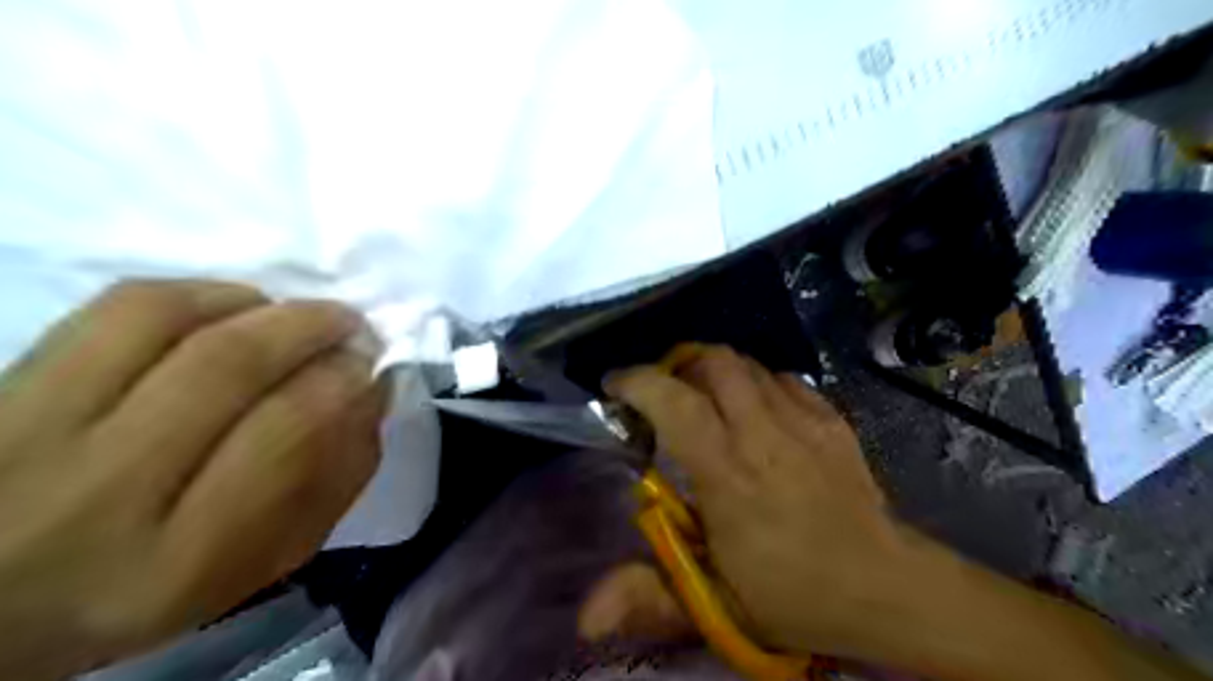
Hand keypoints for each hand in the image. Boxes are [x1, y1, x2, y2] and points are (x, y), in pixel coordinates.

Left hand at [1, 279, 381, 678]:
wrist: (11, 597)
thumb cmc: (163, 580)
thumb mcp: (267, 561)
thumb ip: (336, 479)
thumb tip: (372, 391)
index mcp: (178, 559)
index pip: (285, 434)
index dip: (343, 383)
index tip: (369, 367)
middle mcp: (96, 494)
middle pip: (226, 366)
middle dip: (310, 328)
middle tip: (348, 326)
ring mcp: (30, 432)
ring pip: (162, 319)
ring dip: (254, 303)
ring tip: (291, 316)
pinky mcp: (5, 387)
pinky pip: (114, 308)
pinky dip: (195, 293)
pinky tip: (231, 309)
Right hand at [612, 346, 942, 659]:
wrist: (885, 588)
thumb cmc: (791, 595)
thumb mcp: (712, 604)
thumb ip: (647, 598)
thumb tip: (584, 620)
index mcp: (728, 475)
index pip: (677, 403)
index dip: (639, 381)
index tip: (616, 385)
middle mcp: (764, 435)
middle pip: (715, 363)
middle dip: (680, 365)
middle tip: (665, 391)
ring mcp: (803, 422)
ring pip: (748, 364)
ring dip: (715, 372)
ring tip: (705, 399)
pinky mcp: (832, 420)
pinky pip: (783, 379)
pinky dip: (757, 383)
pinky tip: (755, 411)